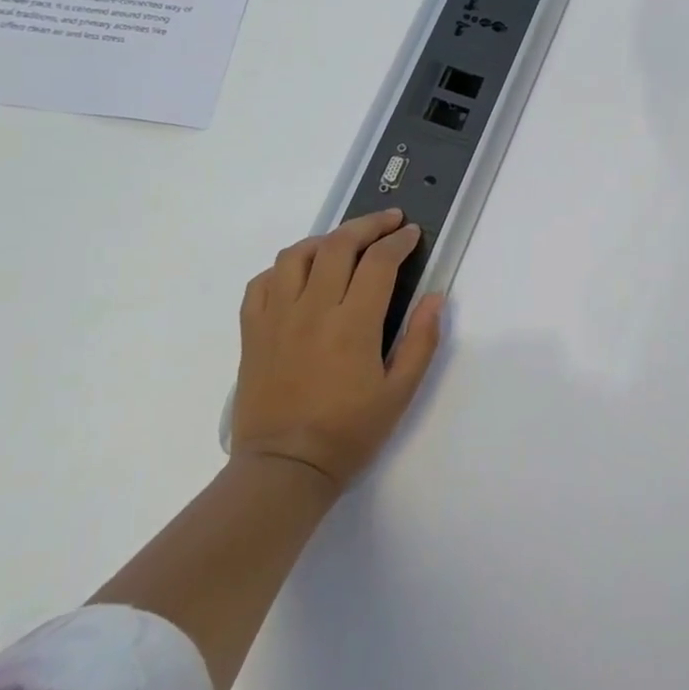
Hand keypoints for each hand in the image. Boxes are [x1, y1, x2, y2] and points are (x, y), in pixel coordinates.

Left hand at [230, 210, 444, 490]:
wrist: (284, 468)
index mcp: (352, 324)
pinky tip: (301, 274)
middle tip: (389, 221)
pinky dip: (285, 267)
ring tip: (345, 242)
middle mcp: (312, 309)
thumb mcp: (400, 392)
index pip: (378, 262)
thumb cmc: (349, 432)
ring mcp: (276, 317)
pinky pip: (263, 282)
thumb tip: (435, 297)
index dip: (399, 241)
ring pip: (296, 255)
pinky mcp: (252, 331)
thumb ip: (421, 340)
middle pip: (338, 245)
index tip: (412, 235)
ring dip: (326, 239)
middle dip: (368, 225)